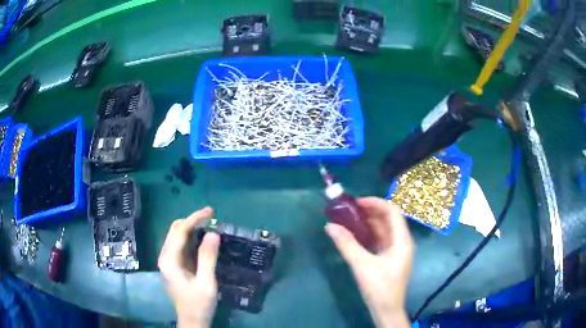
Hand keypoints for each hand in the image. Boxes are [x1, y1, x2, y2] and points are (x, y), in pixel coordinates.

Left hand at [158, 207, 219, 327]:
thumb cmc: (199, 303)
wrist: (192, 320)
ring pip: (176, 236)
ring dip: (191, 228)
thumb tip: (213, 233)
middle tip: (211, 217)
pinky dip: (190, 238)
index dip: (194, 218)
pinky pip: (180, 246)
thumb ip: (208, 257)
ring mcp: (167, 261)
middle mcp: (164, 257)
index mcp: (169, 260)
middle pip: (175, 230)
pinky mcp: (173, 265)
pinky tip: (202, 239)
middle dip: (191, 221)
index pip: (180, 232)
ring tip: (209, 225)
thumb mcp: (206, 282)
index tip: (211, 211)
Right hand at [325, 197, 412, 327]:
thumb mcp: (362, 265)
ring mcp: (397, 250)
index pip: (393, 212)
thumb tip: (330, 226)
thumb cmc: (379, 287)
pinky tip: (356, 235)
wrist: (387, 309)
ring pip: (384, 229)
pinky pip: (381, 239)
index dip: (376, 203)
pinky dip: (370, 234)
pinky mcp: (390, 258)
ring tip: (350, 219)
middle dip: (370, 211)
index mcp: (402, 240)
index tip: (356, 202)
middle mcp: (402, 242)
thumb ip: (347, 244)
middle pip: (389, 219)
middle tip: (350, 210)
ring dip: (369, 222)